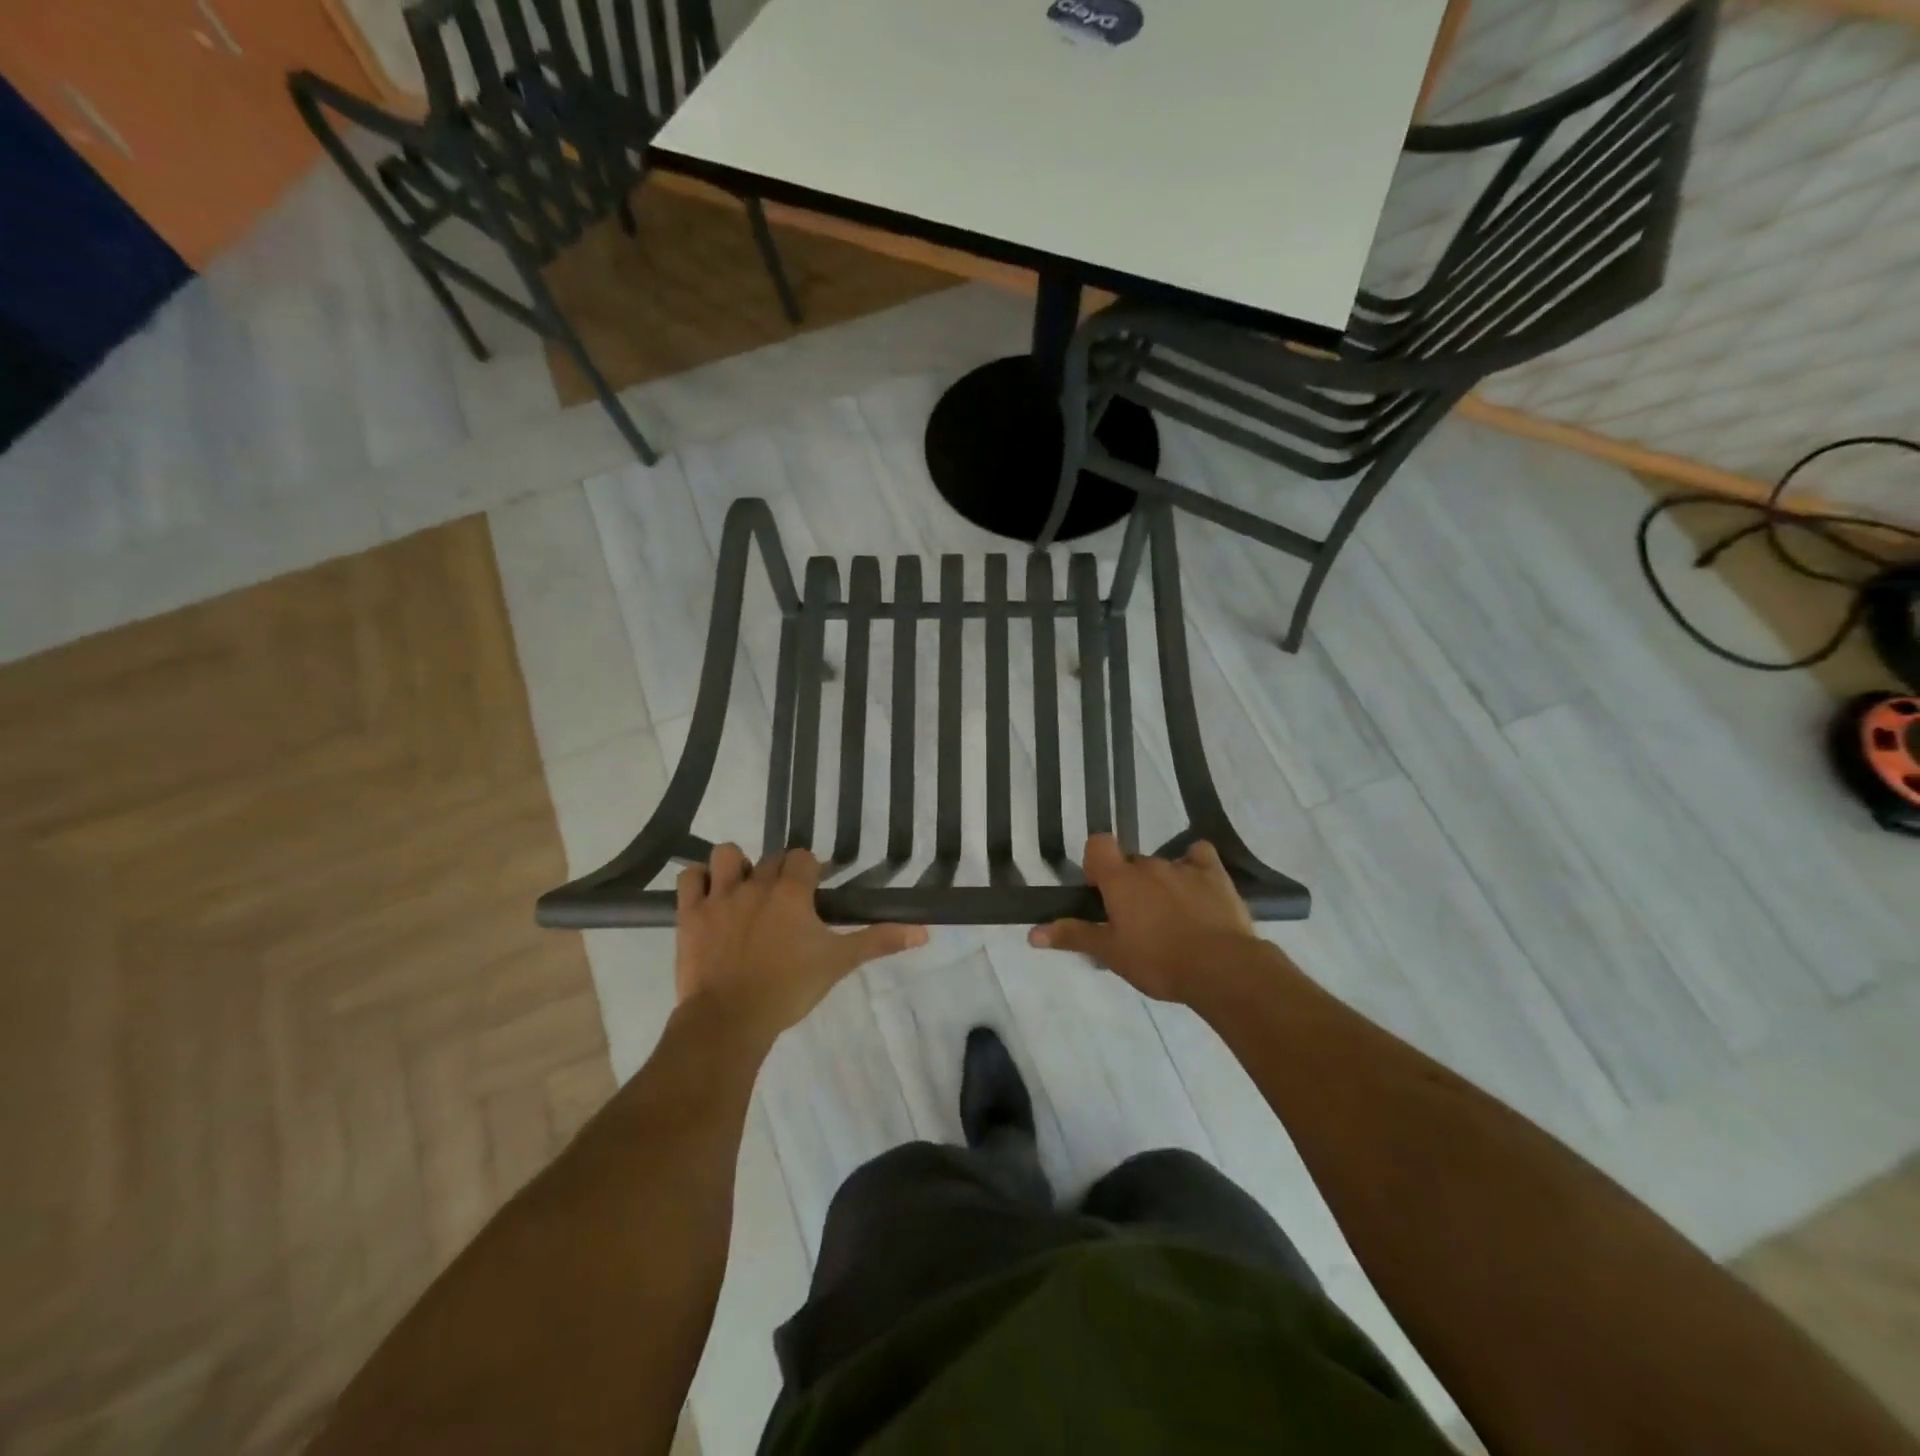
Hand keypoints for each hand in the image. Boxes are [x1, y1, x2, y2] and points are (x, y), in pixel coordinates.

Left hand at [675, 844, 927, 1038]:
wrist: (729, 1020)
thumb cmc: (788, 989)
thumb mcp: (838, 963)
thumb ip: (878, 941)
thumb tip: (925, 932)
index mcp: (791, 893)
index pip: (803, 858)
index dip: (810, 871)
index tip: (814, 891)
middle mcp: (755, 885)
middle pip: (770, 860)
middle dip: (779, 875)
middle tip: (785, 905)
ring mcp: (719, 897)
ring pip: (726, 855)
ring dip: (736, 867)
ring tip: (743, 893)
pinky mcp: (690, 914)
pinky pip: (689, 878)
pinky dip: (699, 881)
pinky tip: (709, 898)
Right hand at [1029, 834, 1256, 1002]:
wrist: (1222, 969)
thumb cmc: (1158, 961)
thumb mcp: (1111, 953)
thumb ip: (1074, 936)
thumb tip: (1032, 933)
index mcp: (1120, 879)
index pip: (1098, 844)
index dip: (1096, 863)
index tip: (1101, 891)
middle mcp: (1149, 864)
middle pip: (1131, 862)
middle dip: (1129, 884)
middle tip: (1134, 920)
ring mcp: (1184, 867)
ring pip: (1163, 866)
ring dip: (1160, 884)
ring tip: (1170, 920)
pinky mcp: (1216, 875)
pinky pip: (1200, 857)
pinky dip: (1196, 866)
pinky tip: (1198, 889)